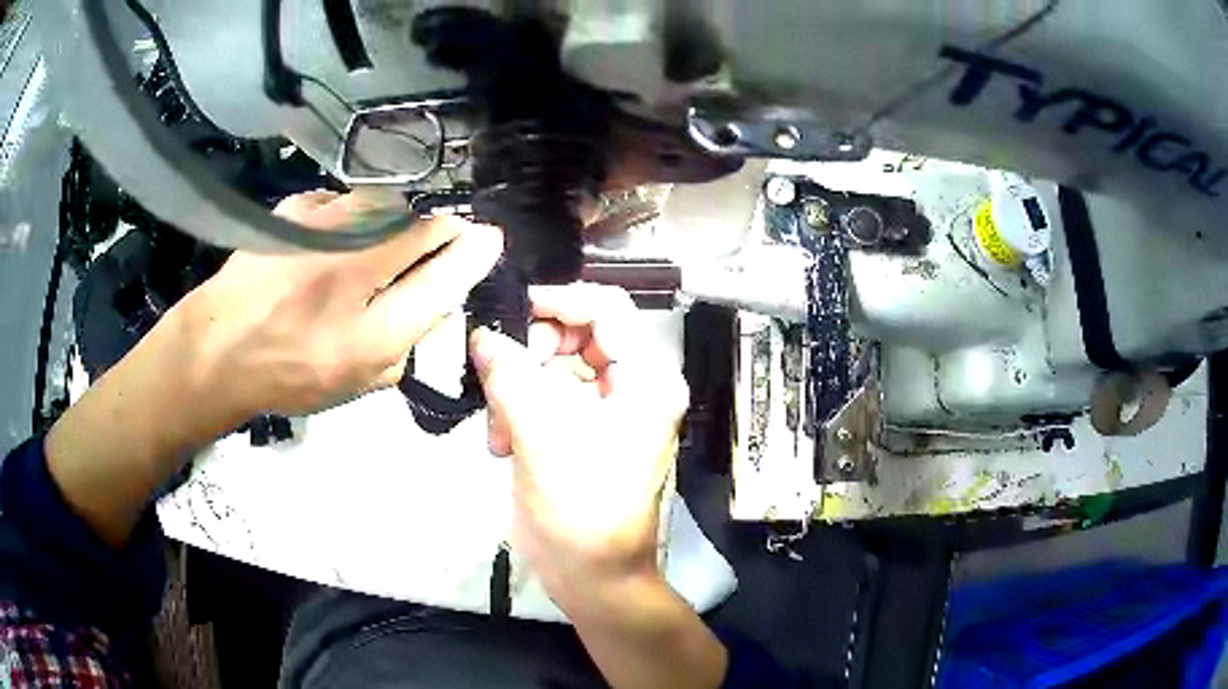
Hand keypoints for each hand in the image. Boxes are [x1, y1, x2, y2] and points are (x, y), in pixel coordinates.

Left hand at [177, 191, 503, 419]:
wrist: (217, 349)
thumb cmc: (289, 375)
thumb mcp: (357, 380)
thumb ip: (408, 343)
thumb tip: (440, 299)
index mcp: (373, 328)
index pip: (448, 273)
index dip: (476, 252)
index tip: (489, 239)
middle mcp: (355, 268)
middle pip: (426, 226)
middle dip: (445, 230)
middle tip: (444, 240)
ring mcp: (323, 227)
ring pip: (388, 206)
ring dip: (398, 220)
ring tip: (376, 245)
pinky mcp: (298, 207)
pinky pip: (345, 202)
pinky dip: (353, 216)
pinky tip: (334, 239)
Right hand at [471, 285, 727, 688]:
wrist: (592, 578)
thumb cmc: (580, 508)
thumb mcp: (542, 434)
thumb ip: (510, 374)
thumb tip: (483, 335)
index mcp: (646, 378)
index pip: (605, 309)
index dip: (557, 300)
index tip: (508, 311)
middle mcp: (634, 387)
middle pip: (576, 336)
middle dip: (529, 355)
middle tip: (496, 378)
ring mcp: (608, 412)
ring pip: (554, 369)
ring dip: (517, 390)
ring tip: (497, 429)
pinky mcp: (582, 434)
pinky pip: (546, 400)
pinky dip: (518, 413)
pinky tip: (501, 445)